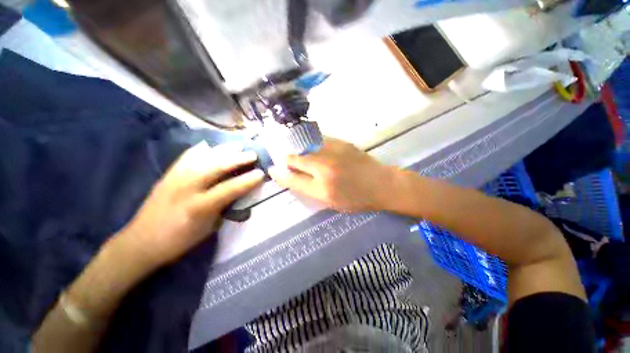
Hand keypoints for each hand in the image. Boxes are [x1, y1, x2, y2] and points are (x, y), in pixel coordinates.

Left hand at [121, 142, 264, 268]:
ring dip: (224, 149)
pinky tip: (211, 146)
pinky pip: (188, 156)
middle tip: (253, 154)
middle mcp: (186, 188)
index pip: (229, 189)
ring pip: (203, 157)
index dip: (248, 180)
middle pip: (216, 167)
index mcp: (198, 207)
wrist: (141, 242)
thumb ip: (225, 207)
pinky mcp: (168, 174)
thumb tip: (239, 192)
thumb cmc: (180, 240)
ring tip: (238, 145)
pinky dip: (202, 149)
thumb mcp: (208, 228)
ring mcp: (175, 178)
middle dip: (238, 159)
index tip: (262, 173)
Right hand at [269, 137, 397, 211]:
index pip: (291, 177)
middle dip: (287, 159)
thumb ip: (305, 187)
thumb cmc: (356, 198)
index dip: (279, 173)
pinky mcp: (341, 142)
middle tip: (288, 163)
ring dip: (299, 151)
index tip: (273, 170)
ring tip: (302, 157)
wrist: (382, 184)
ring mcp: (333, 151)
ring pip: (305, 146)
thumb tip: (286, 175)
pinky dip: (312, 145)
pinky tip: (316, 150)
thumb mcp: (329, 201)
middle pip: (295, 157)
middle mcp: (325, 166)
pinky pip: (318, 140)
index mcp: (322, 186)